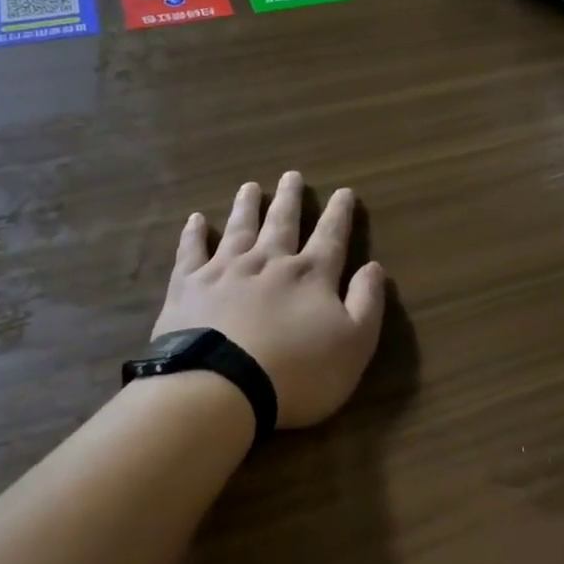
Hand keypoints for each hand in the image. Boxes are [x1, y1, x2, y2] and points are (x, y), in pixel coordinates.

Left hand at [152, 172, 385, 429]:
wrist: (221, 387)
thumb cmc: (298, 372)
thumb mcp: (354, 343)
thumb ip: (367, 302)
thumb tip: (375, 267)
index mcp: (311, 275)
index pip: (330, 236)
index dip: (339, 214)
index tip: (344, 192)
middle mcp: (269, 262)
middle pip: (282, 223)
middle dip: (290, 199)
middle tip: (291, 175)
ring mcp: (226, 271)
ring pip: (239, 228)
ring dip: (247, 206)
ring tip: (250, 187)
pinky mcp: (189, 287)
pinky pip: (191, 251)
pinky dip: (194, 234)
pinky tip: (196, 219)